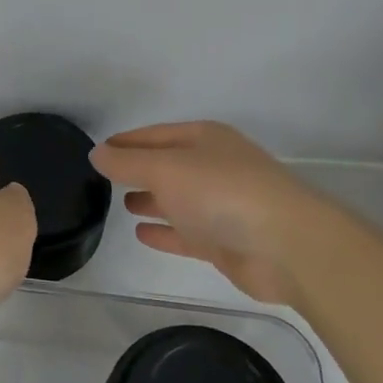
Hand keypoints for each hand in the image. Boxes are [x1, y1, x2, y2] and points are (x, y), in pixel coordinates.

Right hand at [89, 121, 340, 306]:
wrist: (287, 246)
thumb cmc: (221, 193)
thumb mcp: (164, 169)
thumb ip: (127, 162)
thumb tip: (96, 153)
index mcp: (203, 139)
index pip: (153, 135)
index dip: (124, 142)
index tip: (96, 152)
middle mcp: (213, 166)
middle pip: (167, 165)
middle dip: (138, 170)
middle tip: (103, 180)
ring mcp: (222, 204)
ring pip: (177, 199)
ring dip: (151, 200)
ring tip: (120, 204)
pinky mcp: (226, 241)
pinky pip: (186, 233)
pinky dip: (165, 232)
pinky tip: (141, 234)